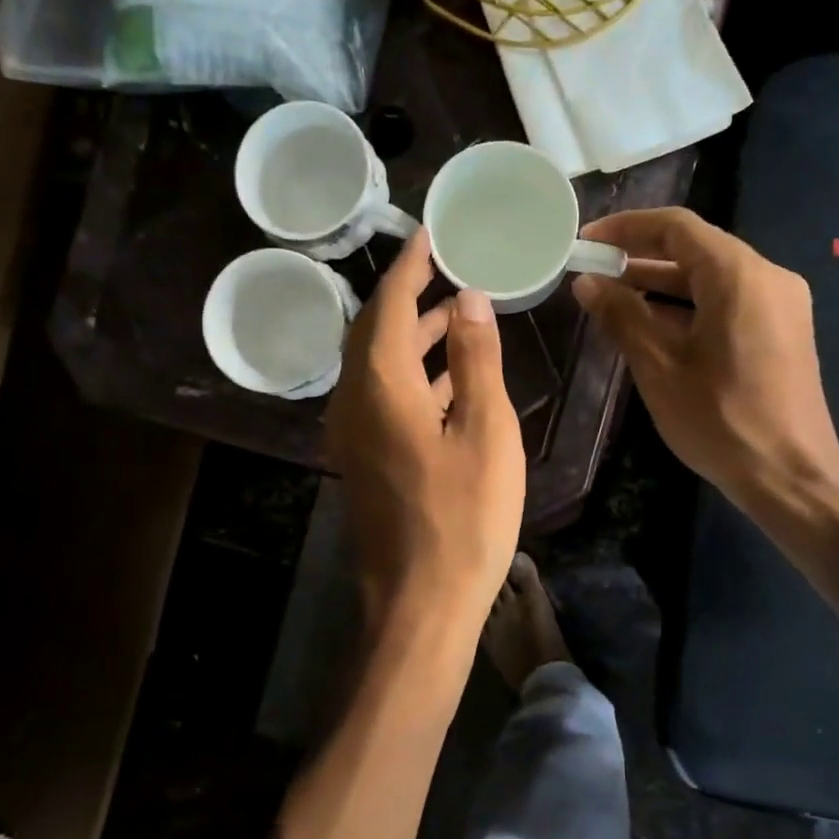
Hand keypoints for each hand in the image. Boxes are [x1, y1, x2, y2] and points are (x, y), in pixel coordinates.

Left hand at [327, 231, 524, 665]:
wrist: (420, 603)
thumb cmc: (464, 518)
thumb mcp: (485, 431)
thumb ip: (475, 359)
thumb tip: (469, 298)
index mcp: (380, 386)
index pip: (389, 305)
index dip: (410, 267)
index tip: (431, 235)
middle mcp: (353, 401)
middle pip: (374, 331)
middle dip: (408, 296)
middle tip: (446, 269)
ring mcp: (354, 433)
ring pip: (378, 366)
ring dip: (414, 337)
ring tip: (458, 315)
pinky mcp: (365, 459)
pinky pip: (383, 397)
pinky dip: (413, 375)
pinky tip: (449, 378)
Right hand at [573, 208, 838, 513]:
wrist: (791, 477)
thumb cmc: (720, 420)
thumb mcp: (659, 367)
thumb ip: (622, 316)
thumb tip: (586, 283)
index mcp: (738, 275)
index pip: (676, 227)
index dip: (626, 228)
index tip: (586, 242)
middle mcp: (766, 276)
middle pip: (696, 249)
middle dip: (641, 257)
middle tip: (593, 270)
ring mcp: (780, 304)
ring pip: (711, 277)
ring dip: (662, 284)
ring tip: (613, 297)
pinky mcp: (782, 330)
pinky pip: (728, 301)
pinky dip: (689, 306)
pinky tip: (652, 326)